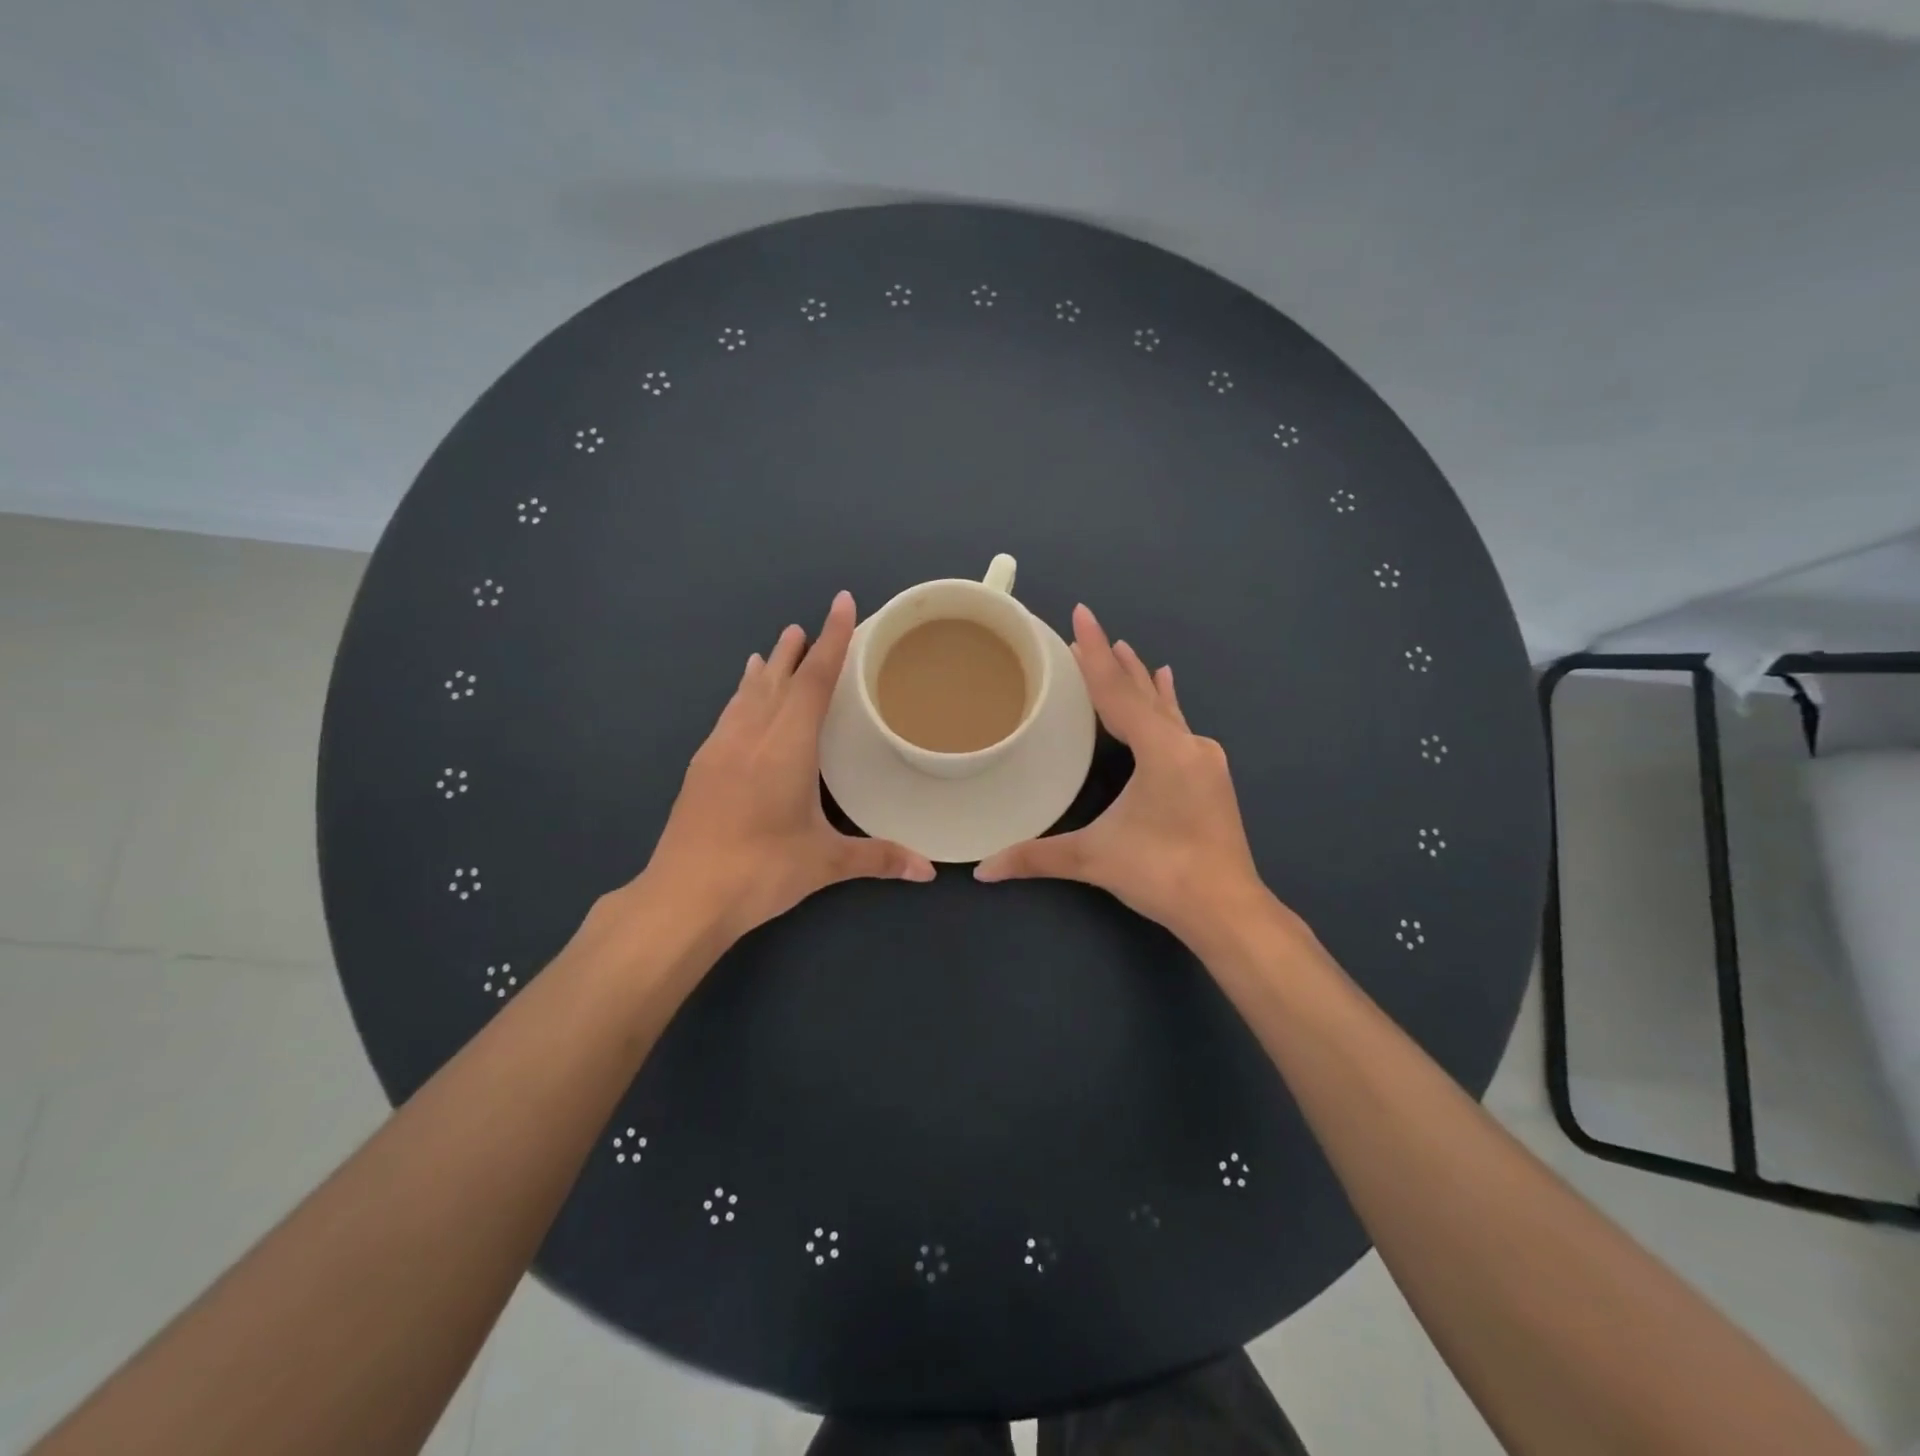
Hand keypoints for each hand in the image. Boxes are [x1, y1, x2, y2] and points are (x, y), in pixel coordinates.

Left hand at [642, 591, 934, 945]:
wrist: (683, 896)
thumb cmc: (761, 871)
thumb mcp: (825, 862)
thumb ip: (879, 858)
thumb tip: (929, 870)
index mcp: (787, 747)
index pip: (814, 681)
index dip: (832, 639)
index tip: (841, 603)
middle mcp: (752, 736)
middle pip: (779, 680)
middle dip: (797, 650)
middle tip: (808, 625)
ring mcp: (720, 749)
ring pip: (747, 695)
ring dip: (766, 670)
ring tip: (776, 647)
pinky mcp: (701, 768)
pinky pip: (728, 716)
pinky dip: (741, 696)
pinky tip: (740, 701)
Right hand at [974, 604, 1264, 945]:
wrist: (1228, 909)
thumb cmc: (1161, 874)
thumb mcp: (1094, 859)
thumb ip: (1036, 857)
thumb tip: (982, 870)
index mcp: (1161, 750)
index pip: (1117, 692)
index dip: (1093, 654)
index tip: (1081, 614)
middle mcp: (1186, 744)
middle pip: (1142, 692)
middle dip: (1112, 662)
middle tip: (1087, 631)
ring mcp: (1203, 759)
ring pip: (1165, 707)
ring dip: (1140, 680)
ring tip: (1125, 649)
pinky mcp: (1209, 775)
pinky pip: (1179, 725)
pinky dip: (1165, 703)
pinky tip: (1169, 689)